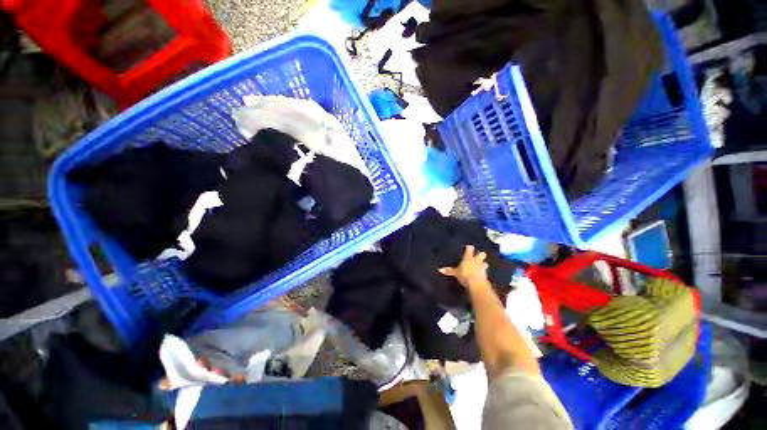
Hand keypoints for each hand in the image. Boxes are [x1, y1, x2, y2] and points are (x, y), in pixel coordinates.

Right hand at [439, 245, 489, 288]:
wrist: (476, 283)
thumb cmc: (464, 274)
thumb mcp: (455, 273)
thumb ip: (449, 271)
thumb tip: (439, 269)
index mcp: (468, 258)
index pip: (469, 250)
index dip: (469, 248)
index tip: (469, 246)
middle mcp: (476, 261)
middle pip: (481, 254)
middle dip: (481, 254)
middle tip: (479, 255)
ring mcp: (482, 267)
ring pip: (485, 263)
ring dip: (483, 264)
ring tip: (482, 266)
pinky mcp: (485, 275)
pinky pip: (485, 272)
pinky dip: (483, 272)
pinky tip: (482, 274)